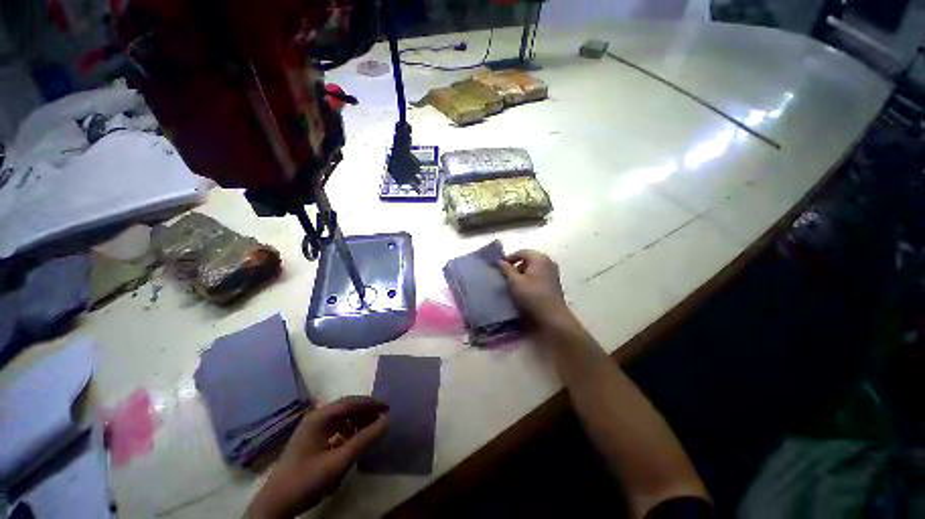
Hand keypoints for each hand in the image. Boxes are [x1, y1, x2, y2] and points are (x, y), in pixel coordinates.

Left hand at [247, 397, 387, 518]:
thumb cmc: (307, 480)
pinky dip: (347, 431)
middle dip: (365, 411)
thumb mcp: (339, 461)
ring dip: (357, 421)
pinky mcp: (310, 440)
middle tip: (382, 418)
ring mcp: (311, 429)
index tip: (388, 408)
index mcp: (320, 417)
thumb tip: (387, 420)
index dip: (371, 403)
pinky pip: (334, 428)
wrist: (275, 505)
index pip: (351, 402)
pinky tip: (353, 441)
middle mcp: (315, 418)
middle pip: (346, 408)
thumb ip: (365, 439)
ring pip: (341, 418)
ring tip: (371, 430)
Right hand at [497, 250, 573, 331]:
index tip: (499, 267)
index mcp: (539, 258)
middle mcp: (548, 262)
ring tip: (513, 284)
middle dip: (516, 266)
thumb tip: (500, 261)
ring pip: (533, 269)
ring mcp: (553, 273)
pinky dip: (530, 280)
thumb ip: (506, 269)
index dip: (509, 258)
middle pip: (528, 260)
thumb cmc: (531, 296)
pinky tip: (523, 290)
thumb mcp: (514, 282)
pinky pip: (538, 277)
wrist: (552, 317)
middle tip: (505, 276)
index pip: (521, 252)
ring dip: (522, 274)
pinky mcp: (554, 284)